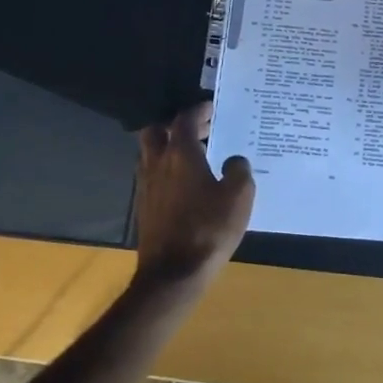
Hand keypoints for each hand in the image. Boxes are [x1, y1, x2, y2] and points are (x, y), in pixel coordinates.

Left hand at [132, 103, 254, 288]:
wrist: (172, 275)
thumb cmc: (208, 229)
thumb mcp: (238, 197)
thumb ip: (239, 171)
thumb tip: (233, 160)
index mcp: (180, 154)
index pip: (184, 119)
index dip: (198, 110)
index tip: (211, 107)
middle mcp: (157, 163)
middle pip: (156, 130)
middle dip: (176, 125)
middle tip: (200, 128)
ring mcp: (146, 186)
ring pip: (151, 154)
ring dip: (169, 147)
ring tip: (195, 154)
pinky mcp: (144, 207)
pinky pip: (152, 176)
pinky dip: (167, 170)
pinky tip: (186, 184)